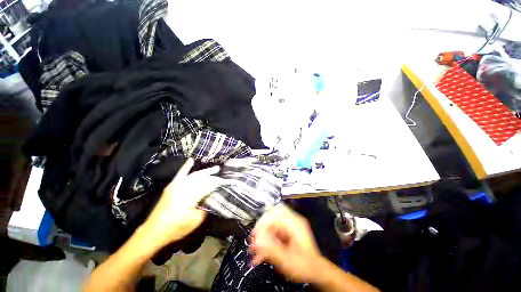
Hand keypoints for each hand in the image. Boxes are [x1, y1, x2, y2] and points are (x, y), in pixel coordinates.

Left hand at [140, 158, 224, 247]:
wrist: (154, 231)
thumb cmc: (176, 228)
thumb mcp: (195, 221)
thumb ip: (204, 207)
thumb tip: (209, 197)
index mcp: (190, 197)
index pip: (207, 186)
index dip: (216, 182)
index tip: (224, 181)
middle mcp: (183, 188)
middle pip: (202, 178)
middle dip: (212, 175)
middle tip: (221, 173)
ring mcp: (176, 186)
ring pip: (193, 175)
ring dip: (204, 172)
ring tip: (214, 169)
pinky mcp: (171, 187)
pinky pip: (180, 174)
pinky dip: (186, 167)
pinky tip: (191, 160)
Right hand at [249, 204, 323, 282]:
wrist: (315, 271)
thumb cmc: (305, 265)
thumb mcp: (287, 260)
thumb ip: (270, 250)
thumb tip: (255, 243)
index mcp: (295, 223)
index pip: (276, 213)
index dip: (264, 221)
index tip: (255, 234)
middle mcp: (291, 221)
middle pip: (272, 217)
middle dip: (261, 229)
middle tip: (253, 240)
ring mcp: (288, 226)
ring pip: (271, 225)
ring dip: (262, 236)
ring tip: (255, 249)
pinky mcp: (285, 233)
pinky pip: (272, 232)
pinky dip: (266, 241)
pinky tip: (261, 253)